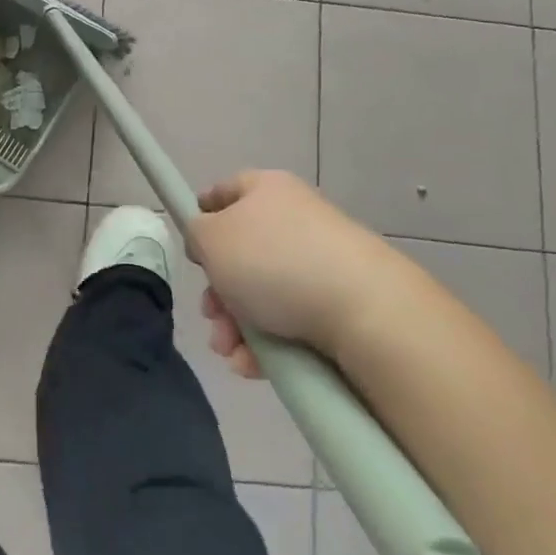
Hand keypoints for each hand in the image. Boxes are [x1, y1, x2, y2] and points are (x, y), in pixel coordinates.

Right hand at [187, 170, 394, 378]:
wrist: (364, 309)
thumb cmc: (273, 261)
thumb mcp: (211, 238)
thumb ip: (196, 233)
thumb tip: (206, 240)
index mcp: (266, 189)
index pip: (225, 191)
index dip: (202, 214)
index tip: (190, 247)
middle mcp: (295, 218)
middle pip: (241, 252)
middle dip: (218, 291)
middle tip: (210, 316)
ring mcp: (321, 260)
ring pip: (262, 292)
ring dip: (236, 324)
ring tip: (229, 351)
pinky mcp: (340, 302)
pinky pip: (290, 318)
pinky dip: (267, 342)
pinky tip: (253, 365)